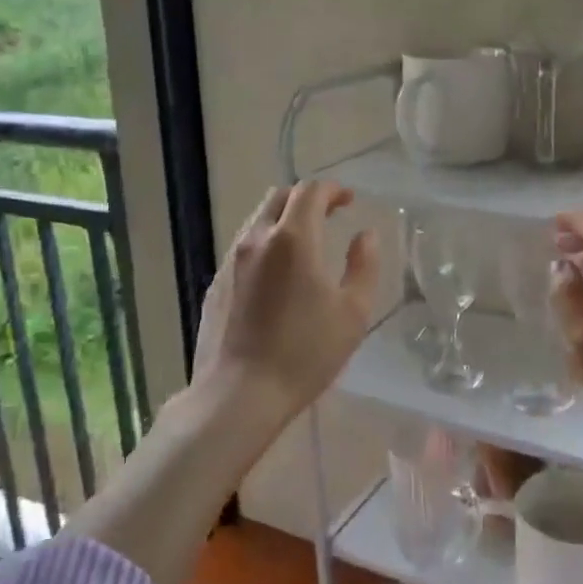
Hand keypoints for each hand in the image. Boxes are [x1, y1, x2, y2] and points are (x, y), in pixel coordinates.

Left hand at [192, 181, 379, 420]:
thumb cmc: (305, 353)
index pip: (310, 191)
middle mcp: (257, 239)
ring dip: (284, 219)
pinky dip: (266, 244)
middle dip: (307, 198)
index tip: (349, 200)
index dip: (332, 189)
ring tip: (305, 243)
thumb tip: (365, 235)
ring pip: (258, 220)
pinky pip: (244, 248)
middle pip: (279, 197)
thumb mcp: (353, 313)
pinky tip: (278, 275)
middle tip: (329, 214)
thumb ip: (364, 266)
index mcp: (293, 239)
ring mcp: (231, 260)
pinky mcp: (216, 283)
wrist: (239, 394)